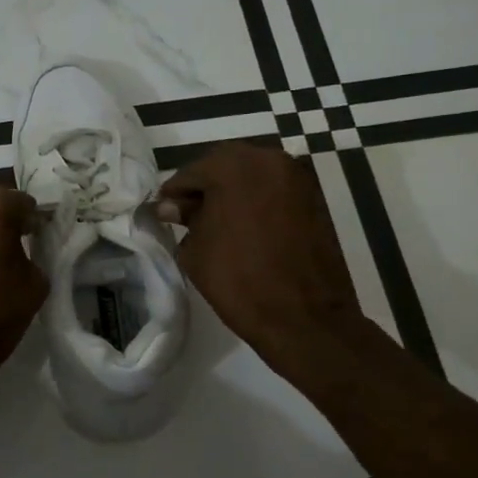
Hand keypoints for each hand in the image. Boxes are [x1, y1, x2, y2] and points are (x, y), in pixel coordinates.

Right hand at [155, 142, 363, 382]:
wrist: (304, 317)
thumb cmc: (238, 280)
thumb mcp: (196, 249)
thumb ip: (184, 219)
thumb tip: (172, 207)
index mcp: (234, 167)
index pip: (192, 172)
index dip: (174, 193)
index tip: (163, 212)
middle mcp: (268, 160)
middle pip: (225, 166)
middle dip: (204, 187)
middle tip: (187, 214)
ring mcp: (297, 178)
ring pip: (252, 176)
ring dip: (232, 192)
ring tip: (216, 222)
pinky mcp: (315, 198)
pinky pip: (274, 191)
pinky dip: (256, 201)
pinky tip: (245, 227)